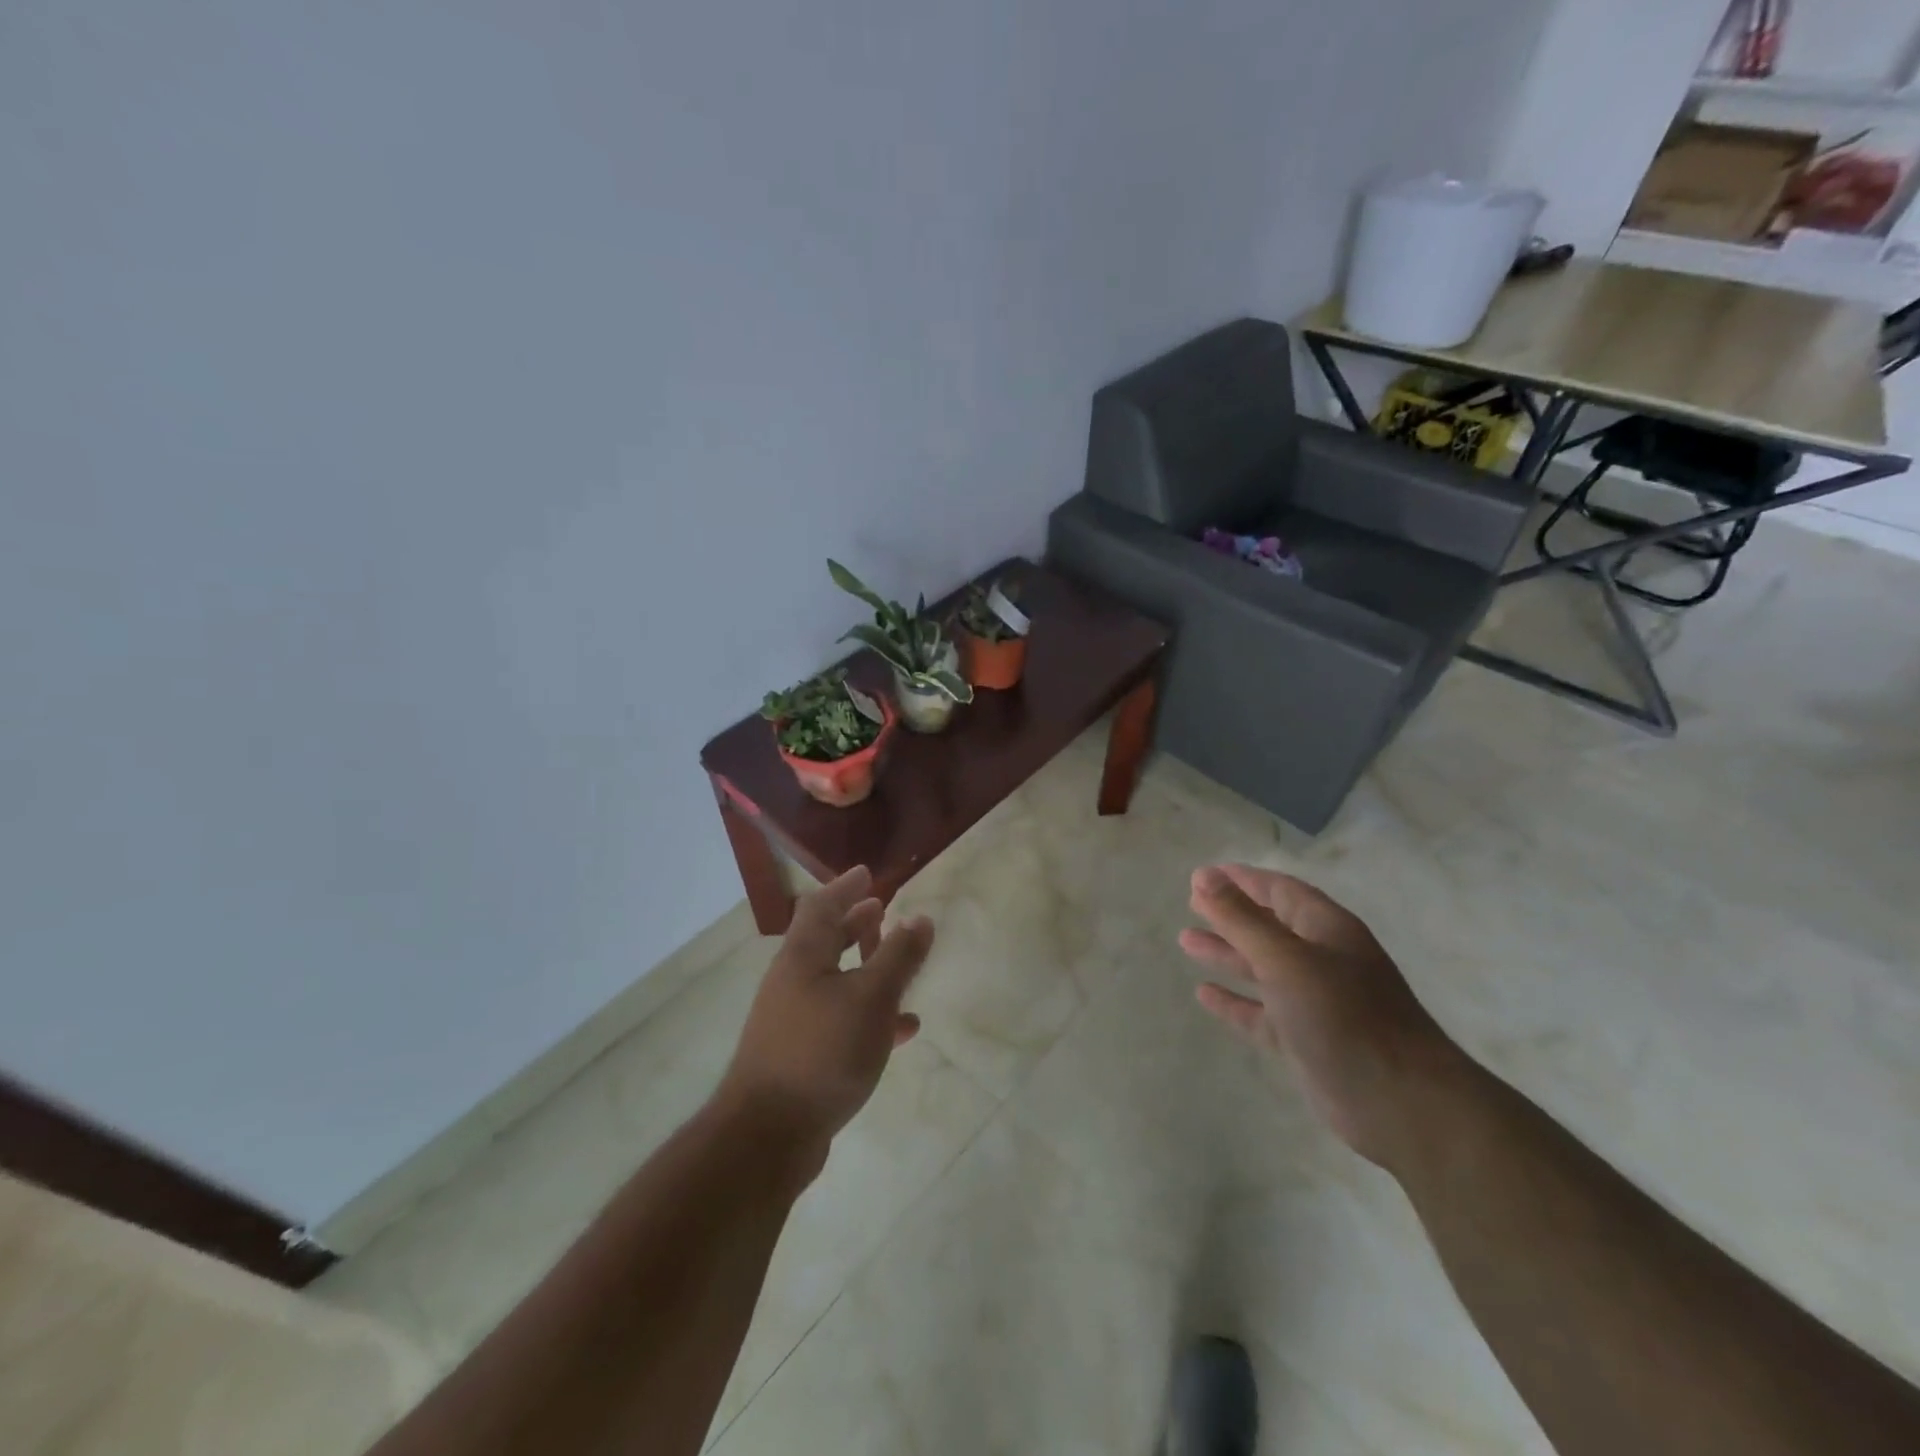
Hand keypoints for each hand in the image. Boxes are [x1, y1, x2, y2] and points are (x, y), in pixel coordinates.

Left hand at [715, 867, 934, 1179]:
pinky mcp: (801, 1055)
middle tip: (882, 910)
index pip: (822, 905)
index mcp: (803, 956)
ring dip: (865, 966)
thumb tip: (920, 918)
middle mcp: (792, 981)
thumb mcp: (871, 998)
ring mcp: (793, 1020)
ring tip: (897, 962)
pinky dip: (868, 1013)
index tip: (868, 873)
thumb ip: (899, 957)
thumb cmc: (822, 1051)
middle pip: (825, 939)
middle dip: (855, 923)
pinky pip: (840, 1019)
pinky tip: (902, 1028)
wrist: (768, 1136)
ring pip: (835, 979)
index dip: (845, 886)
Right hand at [1180, 863, 1464, 1168]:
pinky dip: (1235, 1001)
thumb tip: (1203, 876)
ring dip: (1227, 953)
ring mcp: (1316, 1002)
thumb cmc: (1342, 1015)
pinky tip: (1204, 994)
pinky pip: (1261, 1012)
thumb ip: (1241, 918)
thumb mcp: (1285, 958)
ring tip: (1186, 941)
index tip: (1202, 876)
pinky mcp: (1306, 1039)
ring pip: (1263, 968)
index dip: (1242, 880)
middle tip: (1191, 904)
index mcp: (1327, 929)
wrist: (1400, 1103)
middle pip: (1270, 926)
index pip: (1280, 890)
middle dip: (1231, 914)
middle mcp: (1323, 959)